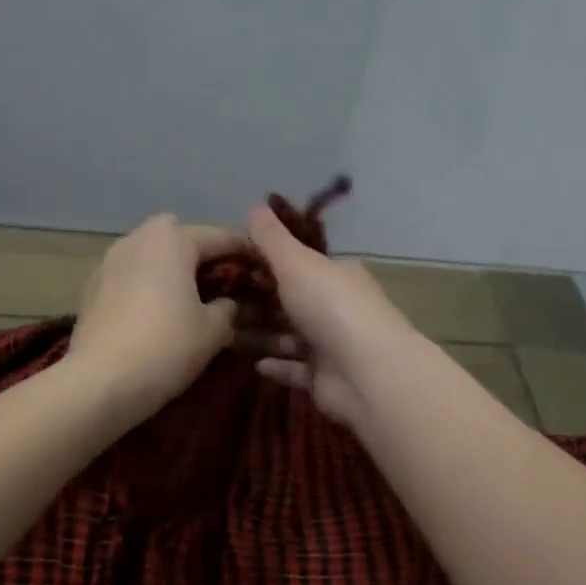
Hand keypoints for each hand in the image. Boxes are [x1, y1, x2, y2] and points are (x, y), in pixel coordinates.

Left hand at [67, 213, 245, 424]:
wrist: (100, 382)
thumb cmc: (166, 347)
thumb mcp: (213, 331)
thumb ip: (229, 308)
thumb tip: (228, 303)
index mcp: (172, 240)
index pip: (221, 237)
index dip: (248, 252)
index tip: (266, 268)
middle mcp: (138, 239)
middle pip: (179, 235)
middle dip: (201, 252)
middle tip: (220, 282)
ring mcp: (109, 261)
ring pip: (151, 253)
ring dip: (171, 267)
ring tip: (189, 297)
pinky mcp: (92, 287)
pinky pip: (131, 274)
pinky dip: (147, 284)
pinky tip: (156, 312)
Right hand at [245, 204, 421, 425]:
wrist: (366, 372)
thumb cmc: (331, 308)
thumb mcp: (296, 263)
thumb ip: (272, 239)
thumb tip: (254, 206)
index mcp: (337, 275)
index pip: (300, 264)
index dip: (267, 263)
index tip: (231, 265)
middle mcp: (337, 308)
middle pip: (293, 301)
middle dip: (260, 302)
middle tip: (219, 302)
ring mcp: (332, 346)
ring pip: (290, 337)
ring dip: (263, 335)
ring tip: (226, 332)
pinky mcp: (324, 379)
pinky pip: (294, 370)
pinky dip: (276, 365)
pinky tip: (254, 362)